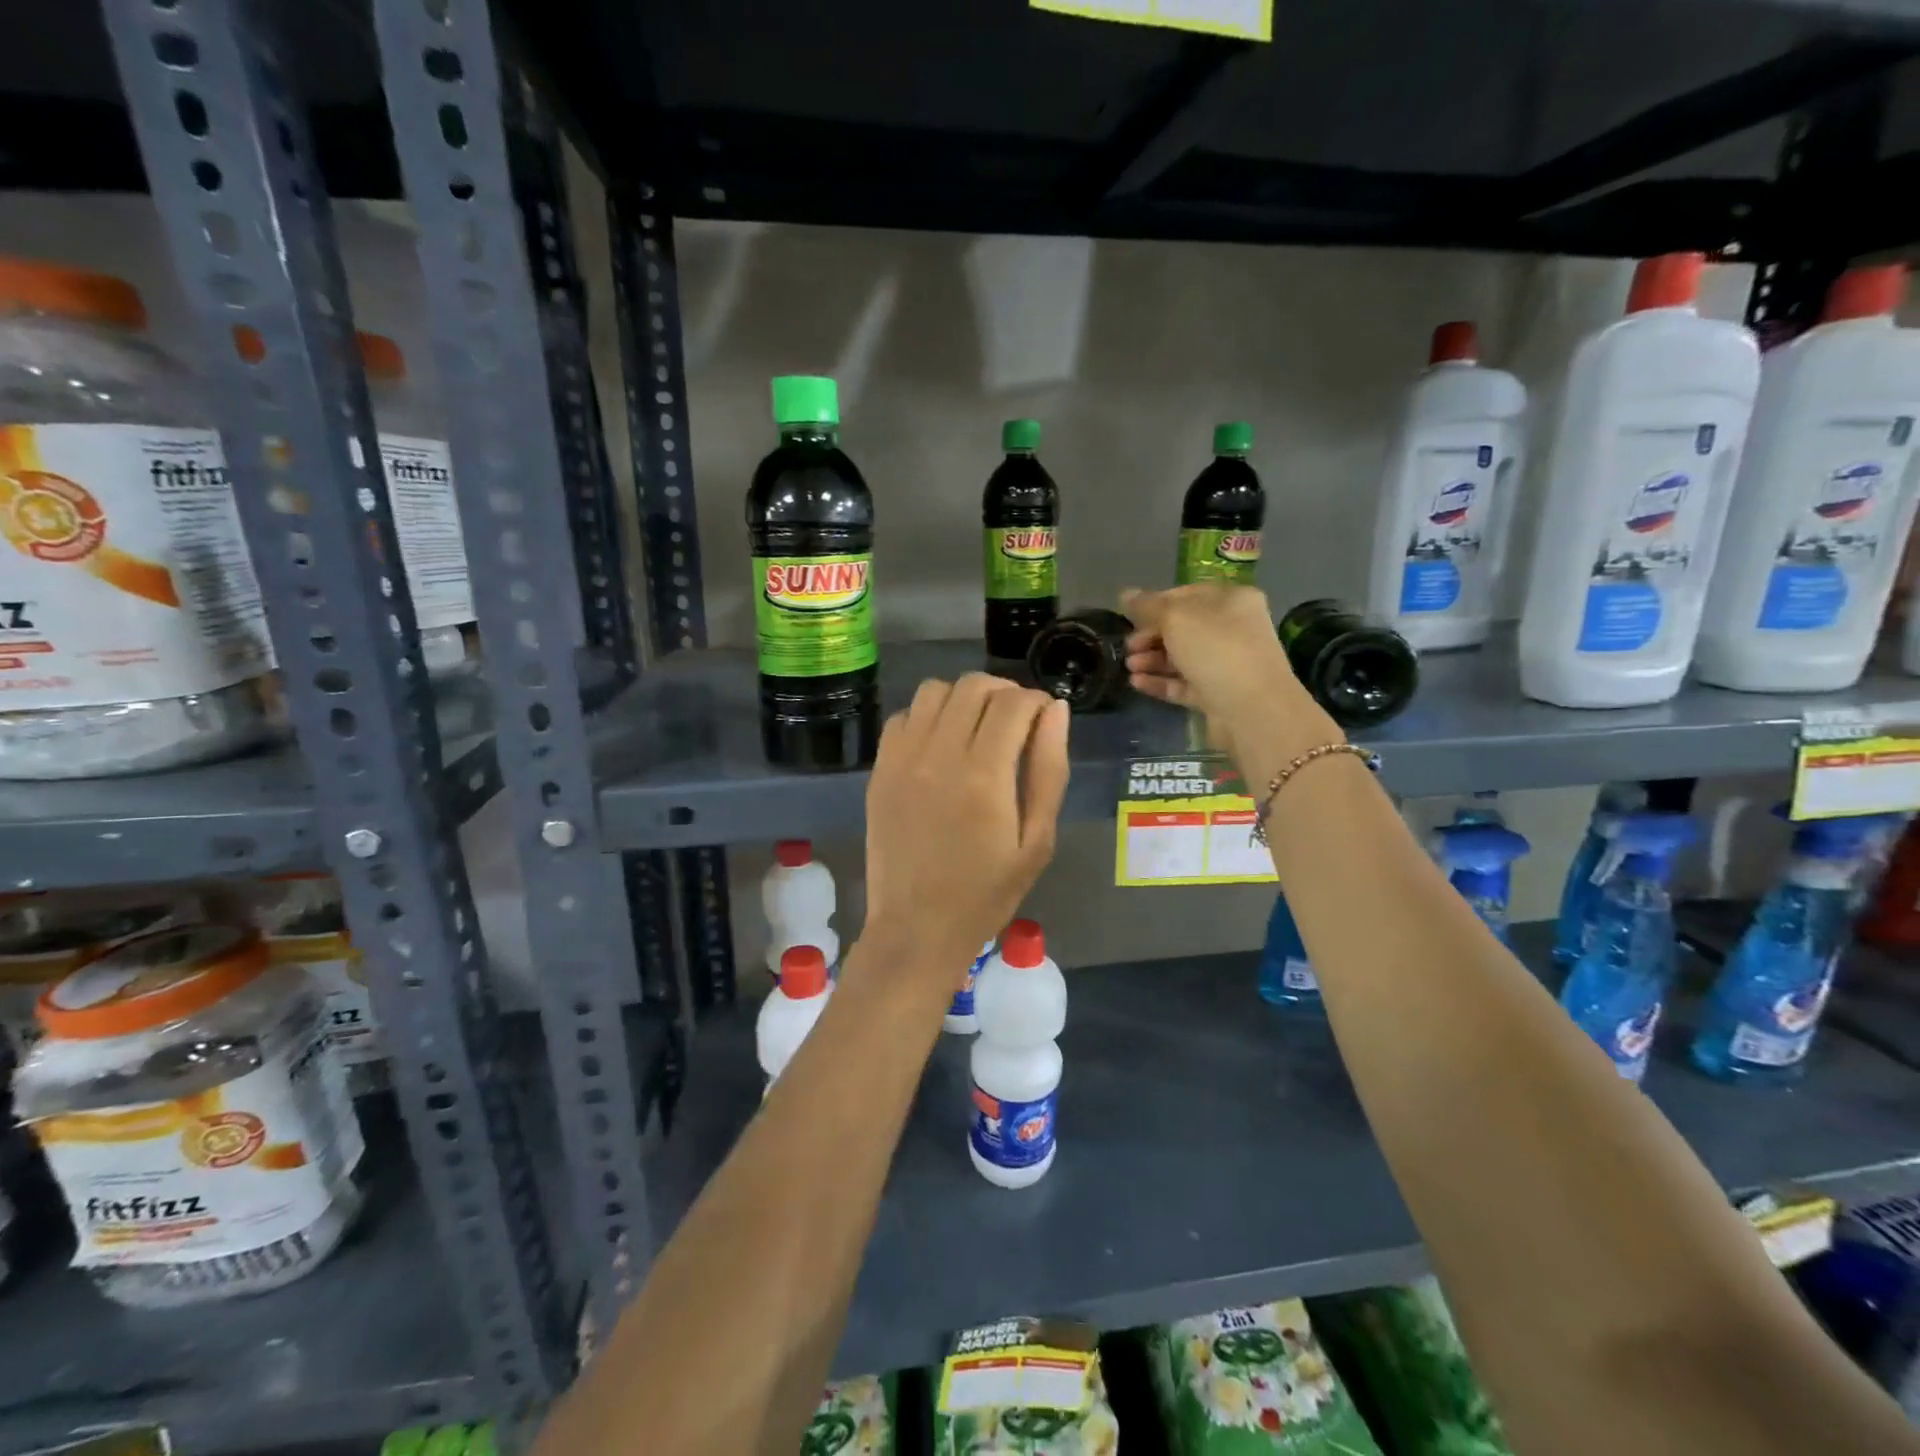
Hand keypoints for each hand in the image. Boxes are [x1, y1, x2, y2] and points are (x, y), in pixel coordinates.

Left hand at [864, 674, 1068, 985]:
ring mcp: (902, 760)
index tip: (1044, 717)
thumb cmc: (987, 892)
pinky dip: (927, 716)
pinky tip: (940, 743)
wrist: (917, 927)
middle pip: (973, 686)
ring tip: (977, 726)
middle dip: (1004, 692)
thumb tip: (1056, 711)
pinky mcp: (880, 770)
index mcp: (985, 775)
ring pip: (934, 691)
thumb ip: (1049, 769)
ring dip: (963, 697)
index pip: (1013, 703)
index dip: (1037, 700)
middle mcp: (939, 755)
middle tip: (1016, 719)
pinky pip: (903, 717)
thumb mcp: (1037, 840)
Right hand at [1121, 584, 1334, 757]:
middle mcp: (1233, 629)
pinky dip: (1160, 682)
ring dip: (1152, 660)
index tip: (1129, 616)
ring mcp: (1226, 664)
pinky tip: (1136, 682)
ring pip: (1182, 657)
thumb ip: (1148, 606)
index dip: (1155, 603)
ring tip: (1129, 666)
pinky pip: (1184, 684)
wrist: (1252, 709)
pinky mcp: (1218, 694)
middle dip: (1151, 636)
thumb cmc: (1216, 649)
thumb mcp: (1177, 618)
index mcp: (1232, 600)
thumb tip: (1125, 594)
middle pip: (1183, 628)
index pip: (1186, 594)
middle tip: (1128, 647)